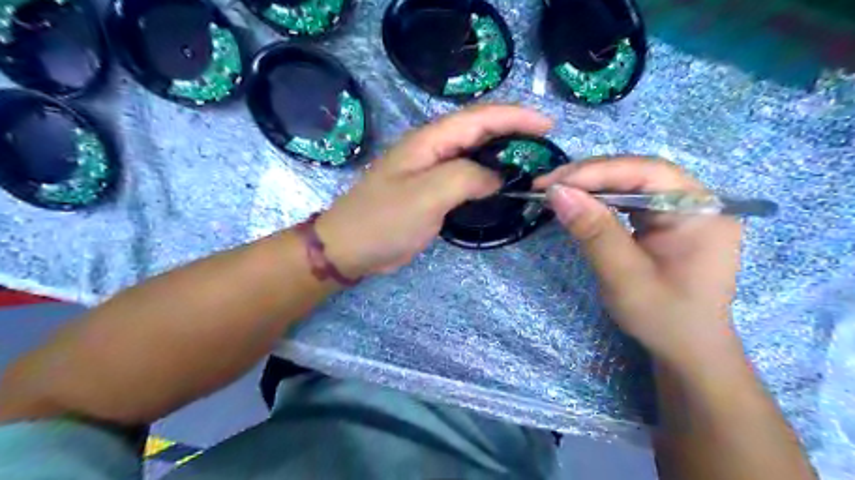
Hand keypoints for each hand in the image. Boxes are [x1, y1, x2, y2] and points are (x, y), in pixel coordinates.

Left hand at [316, 105, 551, 276]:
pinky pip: (466, 175)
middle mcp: (432, 149)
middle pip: (479, 129)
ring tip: (532, 160)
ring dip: (503, 152)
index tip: (548, 125)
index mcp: (429, 140)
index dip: (516, 117)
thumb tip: (497, 176)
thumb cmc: (384, 220)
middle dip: (514, 130)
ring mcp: (431, 170)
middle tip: (545, 143)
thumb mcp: (427, 196)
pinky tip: (501, 184)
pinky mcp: (431, 191)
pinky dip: (487, 176)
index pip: (480, 117)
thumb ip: (466, 178)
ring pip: (474, 152)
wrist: (350, 248)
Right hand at [533, 157, 741, 367]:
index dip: (597, 171)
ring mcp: (680, 209)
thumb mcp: (624, 277)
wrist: (686, 348)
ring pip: (630, 182)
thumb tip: (557, 193)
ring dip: (589, 185)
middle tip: (546, 187)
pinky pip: (628, 199)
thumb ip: (594, 232)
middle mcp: (695, 200)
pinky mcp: (664, 219)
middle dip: (588, 177)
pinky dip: (598, 199)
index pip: (647, 172)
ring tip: (555, 193)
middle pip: (637, 172)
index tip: (553, 183)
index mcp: (701, 210)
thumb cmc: (663, 317)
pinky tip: (578, 204)